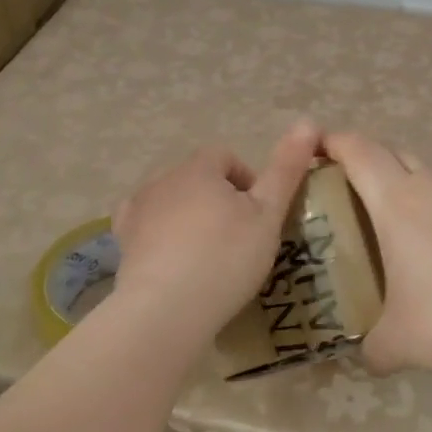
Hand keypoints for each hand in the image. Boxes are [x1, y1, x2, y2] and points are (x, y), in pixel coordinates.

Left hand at [112, 121, 320, 341]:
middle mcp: (162, 179)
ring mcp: (136, 210)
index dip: (247, 180)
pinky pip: (146, 228)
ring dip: (188, 217)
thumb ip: (287, 169)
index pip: (226, 157)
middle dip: (217, 198)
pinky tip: (174, 264)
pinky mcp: (122, 242)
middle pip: (196, 178)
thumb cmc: (225, 258)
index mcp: (198, 168)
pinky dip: (161, 238)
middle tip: (238, 238)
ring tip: (207, 255)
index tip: (259, 215)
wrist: (165, 310)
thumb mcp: (268, 215)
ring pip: (171, 202)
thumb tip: (309, 122)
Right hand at [323, 132, 431, 386]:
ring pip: (429, 170)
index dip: (335, 142)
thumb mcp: (394, 342)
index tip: (317, 148)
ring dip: (407, 180)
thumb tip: (369, 356)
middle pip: (392, 151)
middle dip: (368, 159)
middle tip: (350, 187)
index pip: (358, 151)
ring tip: (399, 217)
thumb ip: (372, 345)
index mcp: (395, 201)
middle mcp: (431, 184)